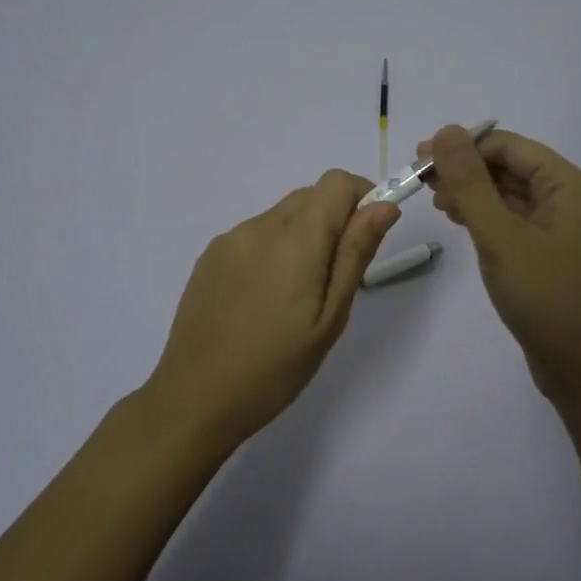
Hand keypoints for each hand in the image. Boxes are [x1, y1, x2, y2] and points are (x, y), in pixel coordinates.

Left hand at [145, 169, 402, 445]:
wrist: (195, 398)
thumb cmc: (276, 366)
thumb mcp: (330, 317)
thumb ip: (356, 253)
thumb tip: (385, 206)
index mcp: (295, 238)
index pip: (337, 183)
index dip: (361, 198)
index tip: (366, 236)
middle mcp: (260, 226)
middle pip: (309, 196)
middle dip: (333, 221)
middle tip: (333, 279)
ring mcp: (229, 239)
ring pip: (281, 216)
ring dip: (301, 236)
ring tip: (294, 296)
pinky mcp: (209, 256)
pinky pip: (254, 235)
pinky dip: (272, 249)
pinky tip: (263, 298)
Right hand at [420, 125, 580, 401]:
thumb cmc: (546, 297)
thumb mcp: (501, 236)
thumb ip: (470, 183)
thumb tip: (445, 131)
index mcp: (567, 184)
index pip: (507, 146)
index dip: (463, 146)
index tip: (419, 159)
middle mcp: (567, 198)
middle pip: (508, 166)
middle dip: (464, 169)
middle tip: (419, 181)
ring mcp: (559, 227)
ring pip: (507, 193)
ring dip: (471, 192)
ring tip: (434, 201)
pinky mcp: (547, 252)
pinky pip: (511, 219)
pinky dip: (483, 215)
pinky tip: (458, 220)